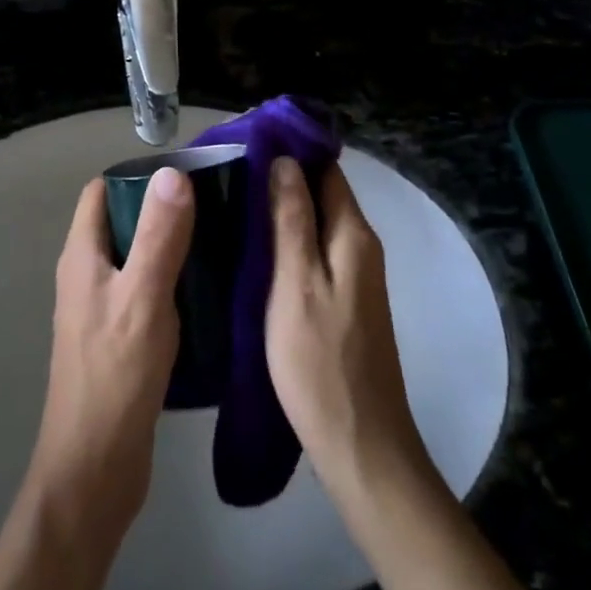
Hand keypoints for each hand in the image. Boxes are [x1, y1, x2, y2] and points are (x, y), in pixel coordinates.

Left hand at [27, 167, 194, 549]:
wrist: (95, 469)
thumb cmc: (115, 375)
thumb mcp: (143, 297)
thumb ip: (159, 235)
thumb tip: (172, 172)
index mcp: (83, 255)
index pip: (101, 192)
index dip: (136, 176)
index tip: (185, 175)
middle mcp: (87, 275)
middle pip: (122, 222)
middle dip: (162, 209)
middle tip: (213, 206)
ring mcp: (102, 308)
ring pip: (137, 258)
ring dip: (170, 246)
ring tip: (218, 241)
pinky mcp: (119, 338)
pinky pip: (145, 291)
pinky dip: (172, 281)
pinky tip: (208, 291)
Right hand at [265, 157, 426, 499]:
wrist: (360, 445)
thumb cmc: (320, 361)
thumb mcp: (296, 284)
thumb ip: (292, 220)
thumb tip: (285, 160)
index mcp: (352, 235)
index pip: (326, 169)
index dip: (291, 152)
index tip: (247, 144)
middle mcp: (361, 246)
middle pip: (323, 193)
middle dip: (282, 178)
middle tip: (229, 173)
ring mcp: (356, 276)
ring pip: (318, 223)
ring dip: (283, 210)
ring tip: (233, 203)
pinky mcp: (346, 301)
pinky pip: (316, 252)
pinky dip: (289, 241)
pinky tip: (256, 249)